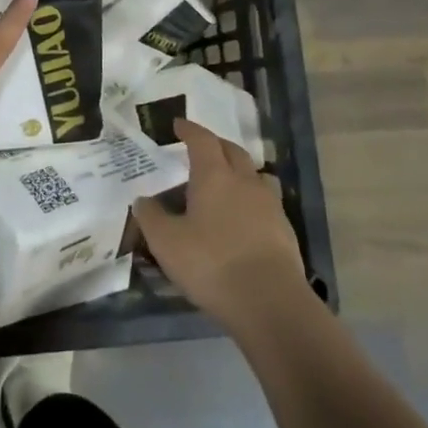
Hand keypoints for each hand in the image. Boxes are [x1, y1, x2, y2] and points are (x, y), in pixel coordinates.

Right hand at [135, 119, 307, 329]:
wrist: (270, 302)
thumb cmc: (212, 264)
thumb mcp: (167, 243)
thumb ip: (151, 217)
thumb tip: (143, 200)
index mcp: (214, 175)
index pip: (202, 140)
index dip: (189, 130)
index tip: (178, 125)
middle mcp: (244, 180)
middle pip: (231, 150)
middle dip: (215, 145)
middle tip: (200, 149)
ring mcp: (269, 204)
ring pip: (253, 174)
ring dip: (237, 171)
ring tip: (224, 183)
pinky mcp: (284, 229)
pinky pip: (265, 201)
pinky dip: (250, 199)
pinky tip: (242, 219)